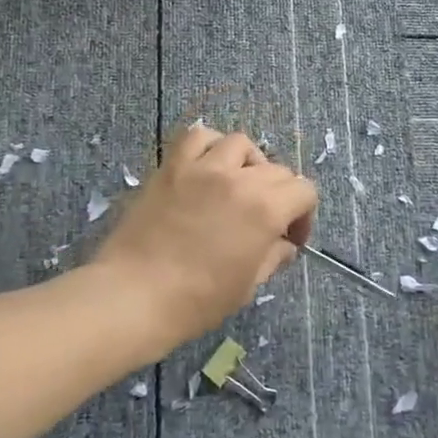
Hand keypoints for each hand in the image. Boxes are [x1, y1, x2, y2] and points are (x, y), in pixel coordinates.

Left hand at [93, 125, 317, 347]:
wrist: (133, 295)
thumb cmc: (196, 301)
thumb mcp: (247, 286)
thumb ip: (272, 257)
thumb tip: (283, 244)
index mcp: (265, 210)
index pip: (304, 191)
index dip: (304, 215)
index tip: (289, 238)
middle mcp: (239, 179)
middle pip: (277, 169)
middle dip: (280, 195)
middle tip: (264, 221)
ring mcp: (203, 167)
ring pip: (240, 144)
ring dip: (248, 163)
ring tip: (237, 184)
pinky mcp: (171, 166)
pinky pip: (197, 137)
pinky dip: (209, 145)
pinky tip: (207, 166)